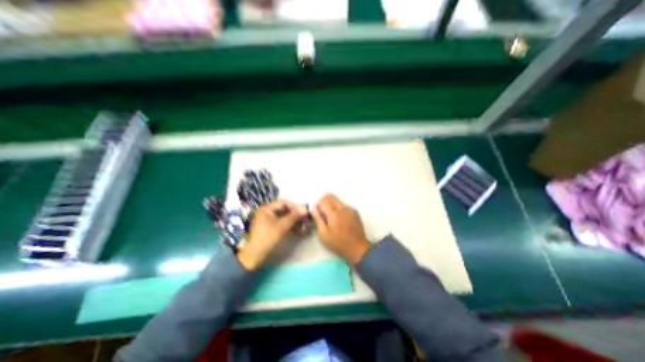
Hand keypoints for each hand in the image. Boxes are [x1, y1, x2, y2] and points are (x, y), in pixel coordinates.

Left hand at [237, 200, 307, 269]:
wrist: (255, 255)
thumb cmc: (268, 237)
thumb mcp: (283, 226)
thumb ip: (294, 216)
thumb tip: (305, 210)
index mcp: (267, 208)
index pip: (284, 202)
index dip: (295, 206)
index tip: (305, 211)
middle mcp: (267, 212)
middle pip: (284, 209)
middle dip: (296, 214)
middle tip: (305, 218)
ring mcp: (268, 220)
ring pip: (284, 217)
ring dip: (294, 221)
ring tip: (304, 226)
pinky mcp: (270, 227)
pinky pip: (282, 223)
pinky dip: (290, 226)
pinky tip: (299, 231)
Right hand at [313, 194, 373, 264]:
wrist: (357, 247)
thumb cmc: (338, 242)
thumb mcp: (323, 233)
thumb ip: (318, 218)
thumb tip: (313, 207)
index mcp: (334, 212)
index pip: (323, 199)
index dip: (318, 204)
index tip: (317, 212)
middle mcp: (342, 207)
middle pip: (330, 196)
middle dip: (324, 201)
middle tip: (322, 213)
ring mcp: (350, 208)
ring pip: (337, 199)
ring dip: (331, 204)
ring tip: (331, 217)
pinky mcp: (354, 211)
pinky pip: (343, 204)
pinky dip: (338, 208)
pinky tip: (339, 219)